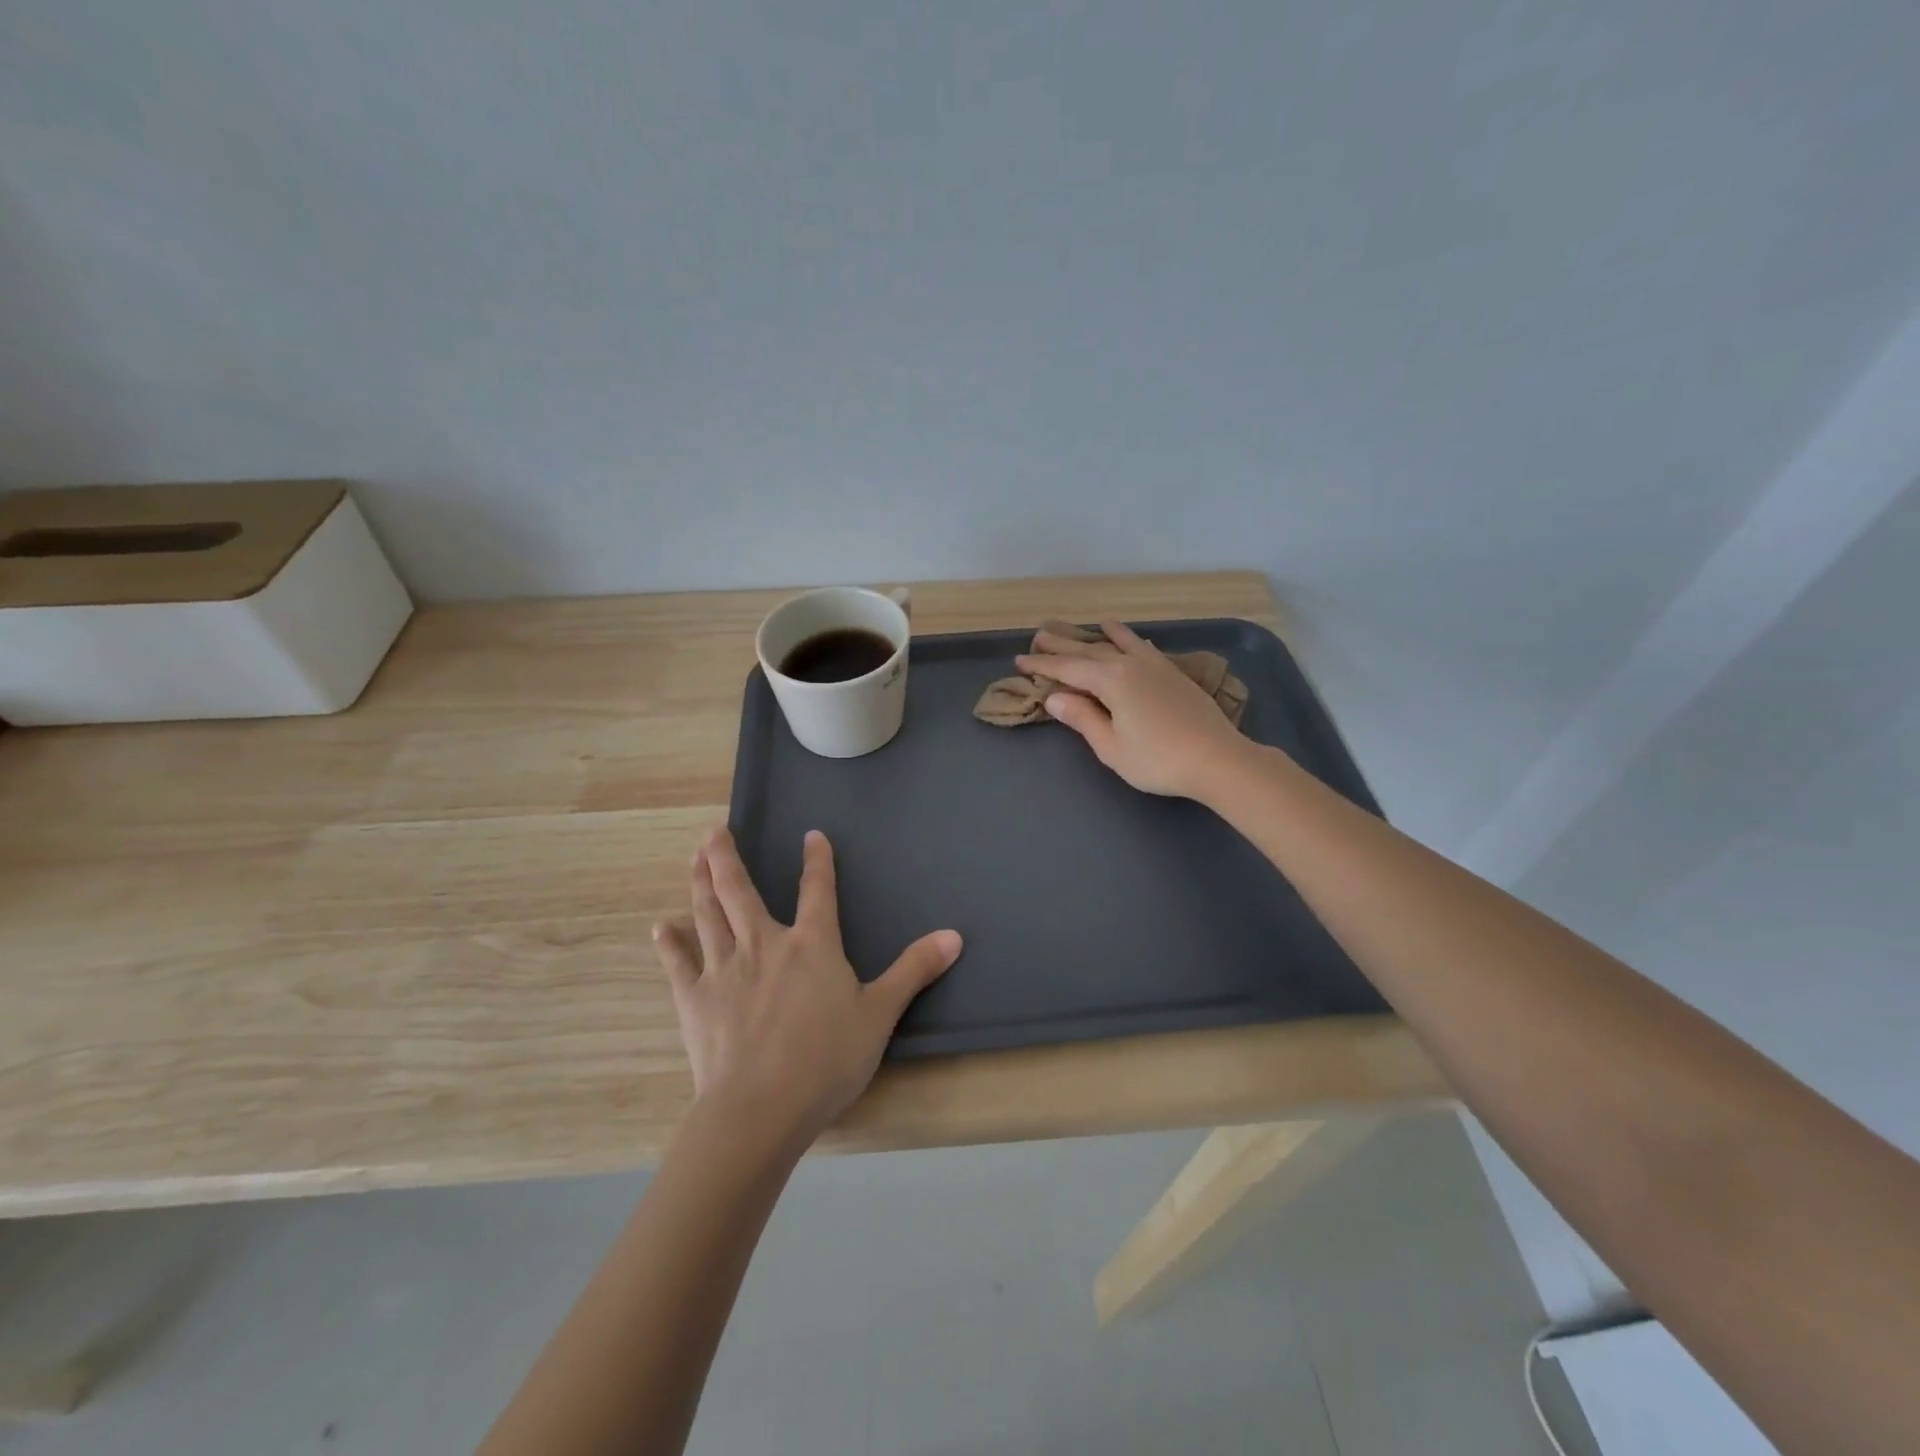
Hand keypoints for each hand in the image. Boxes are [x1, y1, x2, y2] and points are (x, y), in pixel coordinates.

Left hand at [652, 828, 962, 1145]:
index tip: (811, 835)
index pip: (817, 889)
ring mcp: (724, 969)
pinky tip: (661, 927)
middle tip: (714, 831)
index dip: (817, 860)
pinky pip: (679, 963)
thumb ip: (914, 970)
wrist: (760, 1109)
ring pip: (708, 914)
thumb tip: (954, 935)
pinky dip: (670, 943)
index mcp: (811, 944)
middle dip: (727, 857)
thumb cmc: (826, 1059)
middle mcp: (764, 944)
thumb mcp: (880, 1014)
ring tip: (694, 857)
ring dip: (700, 882)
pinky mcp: (695, 999)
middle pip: (740, 890)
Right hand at [1017, 620, 1254, 800]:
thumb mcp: (1111, 746)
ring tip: (1087, 625)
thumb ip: (1082, 718)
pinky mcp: (1173, 674)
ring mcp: (1155, 666)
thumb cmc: (1157, 759)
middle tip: (1040, 634)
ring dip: (1098, 635)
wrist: (1217, 759)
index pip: (1068, 668)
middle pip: (1090, 650)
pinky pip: (1143, 648)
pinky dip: (1130, 640)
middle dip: (1063, 643)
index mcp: (1111, 680)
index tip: (1020, 660)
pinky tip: (1129, 638)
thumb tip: (1055, 696)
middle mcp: (1131, 664)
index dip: (1043, 664)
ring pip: (1119, 644)